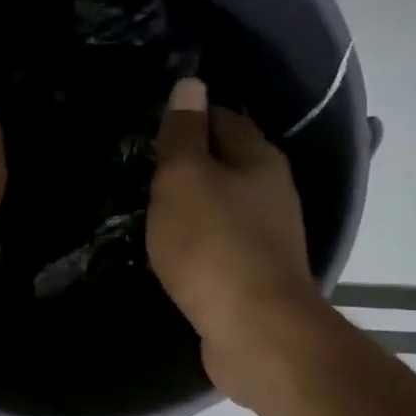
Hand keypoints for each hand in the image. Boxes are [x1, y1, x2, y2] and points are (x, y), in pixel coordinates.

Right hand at [146, 78, 324, 404]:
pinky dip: (199, 242)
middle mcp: (273, 192)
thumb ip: (184, 133)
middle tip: (143, 172)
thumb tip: (191, 84)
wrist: (255, 331)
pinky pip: (222, 245)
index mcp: (259, 159)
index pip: (222, 119)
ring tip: (151, 211)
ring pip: (224, 207)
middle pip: (226, 164)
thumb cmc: (214, 245)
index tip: (149, 131)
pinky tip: (175, 252)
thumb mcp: (185, 179)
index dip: (187, 119)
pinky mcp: (257, 276)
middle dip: (188, 165)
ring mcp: (269, 238)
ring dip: (193, 207)